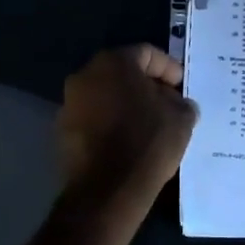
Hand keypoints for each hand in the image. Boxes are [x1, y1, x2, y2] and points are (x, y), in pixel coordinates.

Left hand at [59, 46, 197, 214]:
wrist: (107, 192)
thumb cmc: (147, 143)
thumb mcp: (181, 119)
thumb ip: (181, 103)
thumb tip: (177, 103)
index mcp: (113, 62)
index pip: (146, 53)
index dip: (168, 68)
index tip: (181, 88)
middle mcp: (85, 75)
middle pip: (123, 72)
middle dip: (146, 86)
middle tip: (168, 104)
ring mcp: (69, 103)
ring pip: (106, 95)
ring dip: (127, 105)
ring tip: (149, 126)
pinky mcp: (62, 131)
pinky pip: (93, 118)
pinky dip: (110, 123)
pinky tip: (128, 142)